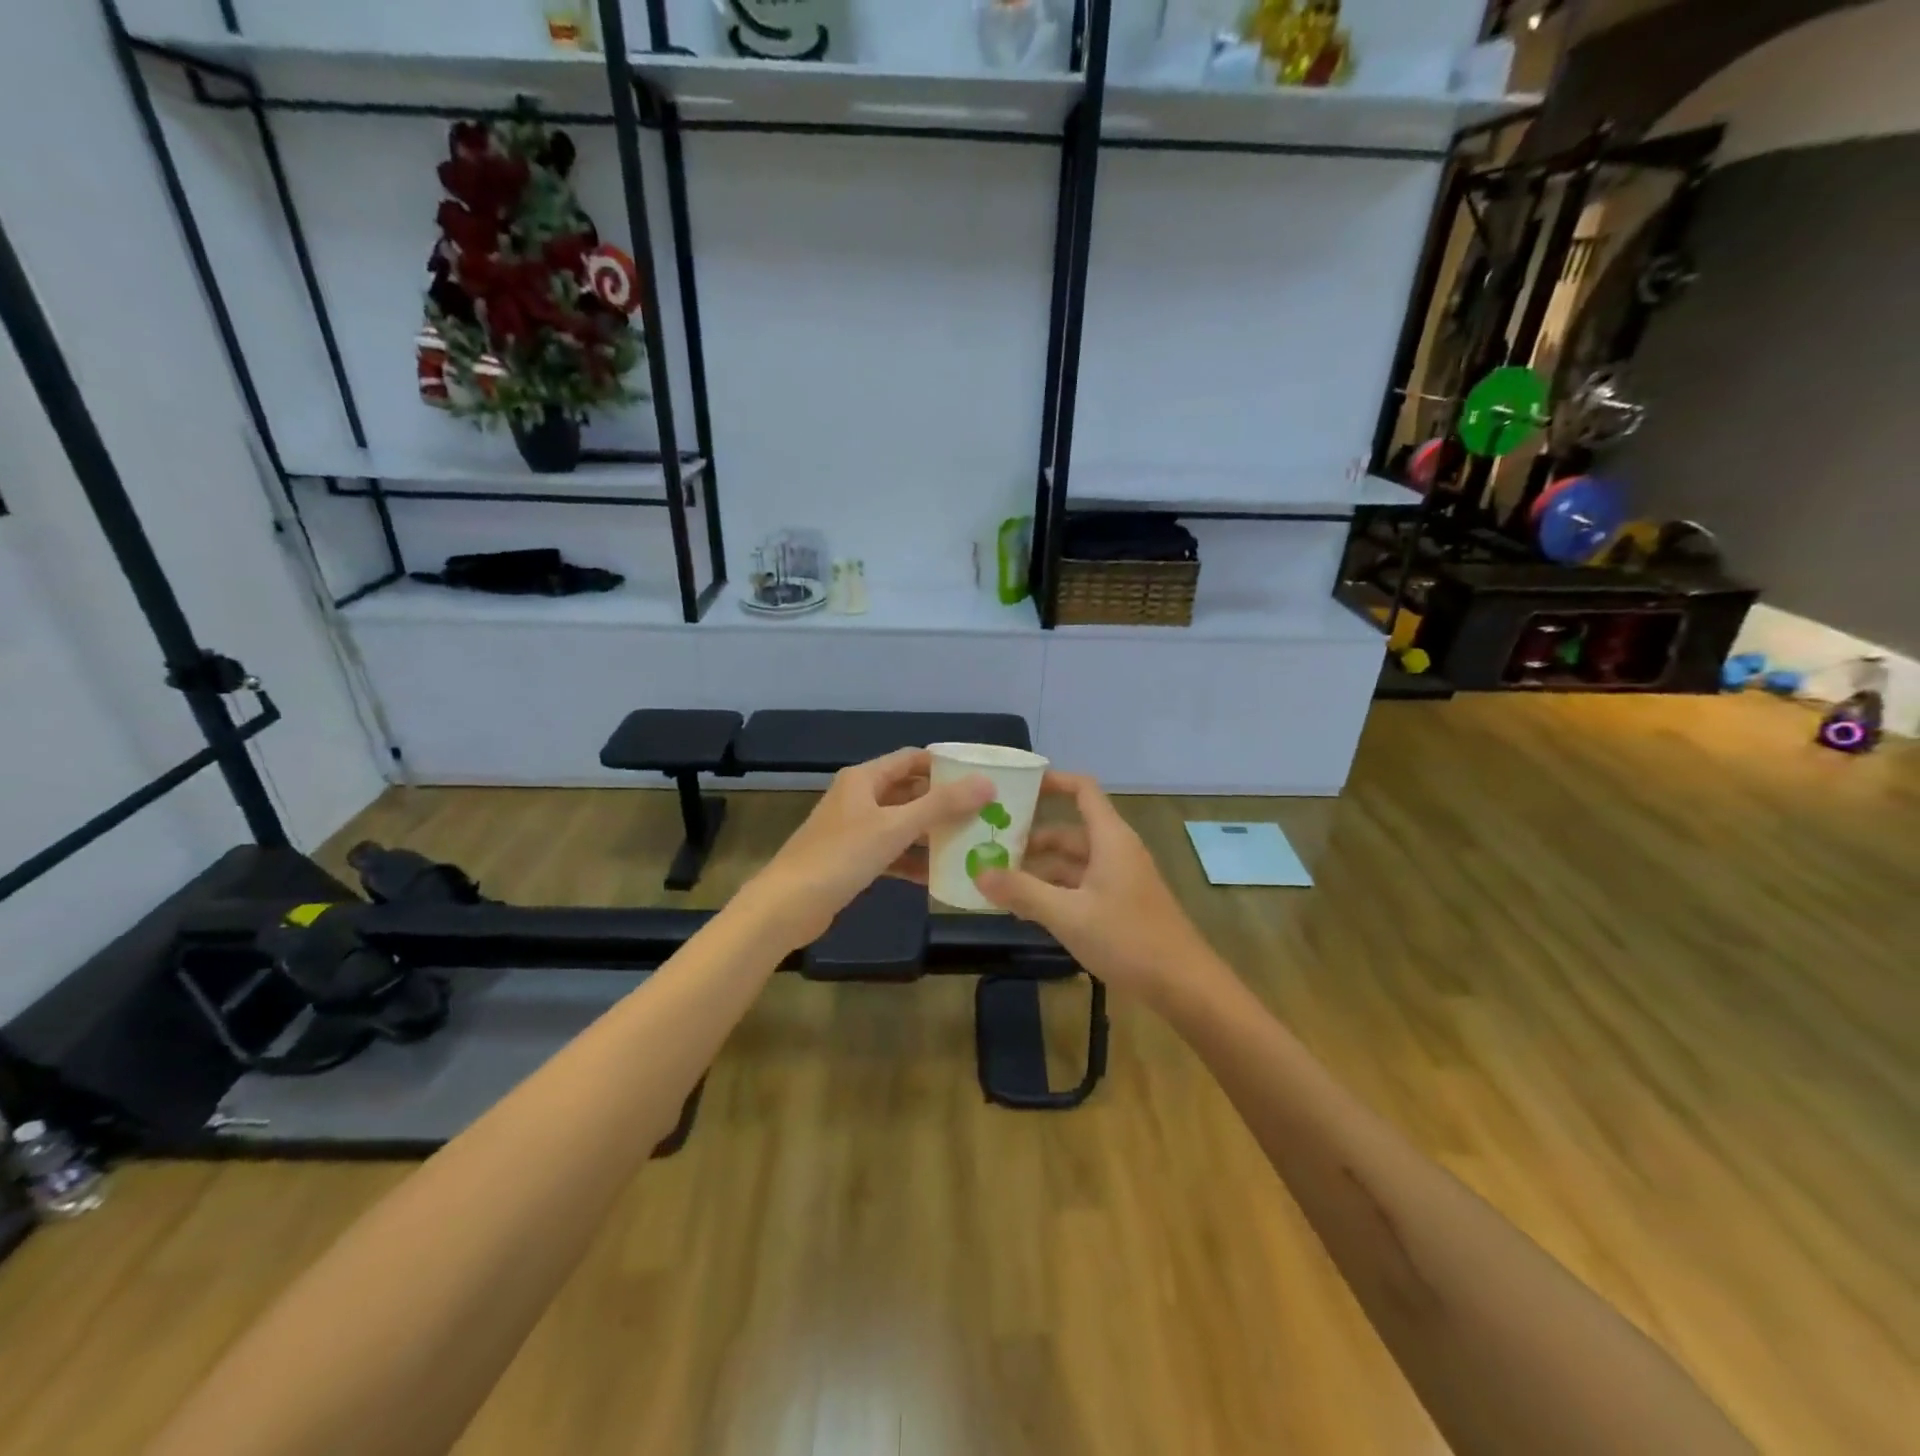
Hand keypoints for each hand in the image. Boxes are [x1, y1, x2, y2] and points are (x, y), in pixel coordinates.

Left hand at [742, 748, 994, 949]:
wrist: (788, 906)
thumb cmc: (841, 857)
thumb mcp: (895, 827)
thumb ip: (941, 805)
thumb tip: (986, 782)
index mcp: (864, 779)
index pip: (912, 759)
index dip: (945, 765)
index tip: (979, 777)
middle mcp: (859, 798)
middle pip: (909, 791)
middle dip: (943, 802)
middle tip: (982, 812)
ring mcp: (854, 830)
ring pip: (901, 824)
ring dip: (930, 832)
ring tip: (969, 842)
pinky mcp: (852, 859)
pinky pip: (891, 852)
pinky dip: (912, 860)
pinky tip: (939, 875)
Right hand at [975, 772, 1212, 1003]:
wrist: (1183, 984)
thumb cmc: (1127, 938)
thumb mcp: (1068, 915)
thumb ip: (1023, 892)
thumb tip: (979, 873)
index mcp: (1110, 838)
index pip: (1082, 790)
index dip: (1052, 782)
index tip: (1017, 788)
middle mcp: (1116, 851)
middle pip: (1069, 832)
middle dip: (1031, 839)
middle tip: (990, 848)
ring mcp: (1120, 879)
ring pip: (1073, 863)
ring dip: (1040, 871)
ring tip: (999, 884)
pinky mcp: (1120, 905)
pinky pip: (1081, 886)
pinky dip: (1055, 892)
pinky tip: (1027, 911)